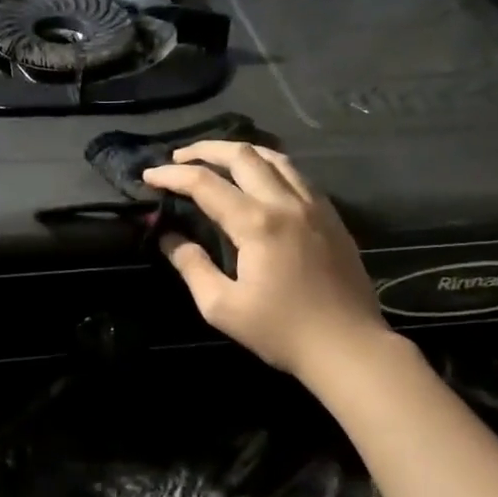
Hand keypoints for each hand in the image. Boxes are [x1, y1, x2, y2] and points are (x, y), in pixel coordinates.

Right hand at [143, 142, 387, 381]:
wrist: (348, 346)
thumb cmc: (281, 331)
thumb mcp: (222, 307)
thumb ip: (192, 267)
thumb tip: (169, 238)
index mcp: (256, 223)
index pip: (205, 184)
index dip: (173, 175)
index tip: (149, 175)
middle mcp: (286, 202)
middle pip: (243, 155)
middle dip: (205, 150)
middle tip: (179, 157)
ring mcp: (314, 206)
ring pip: (275, 157)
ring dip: (241, 152)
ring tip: (217, 159)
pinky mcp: (331, 216)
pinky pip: (297, 175)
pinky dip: (270, 166)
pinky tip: (260, 180)